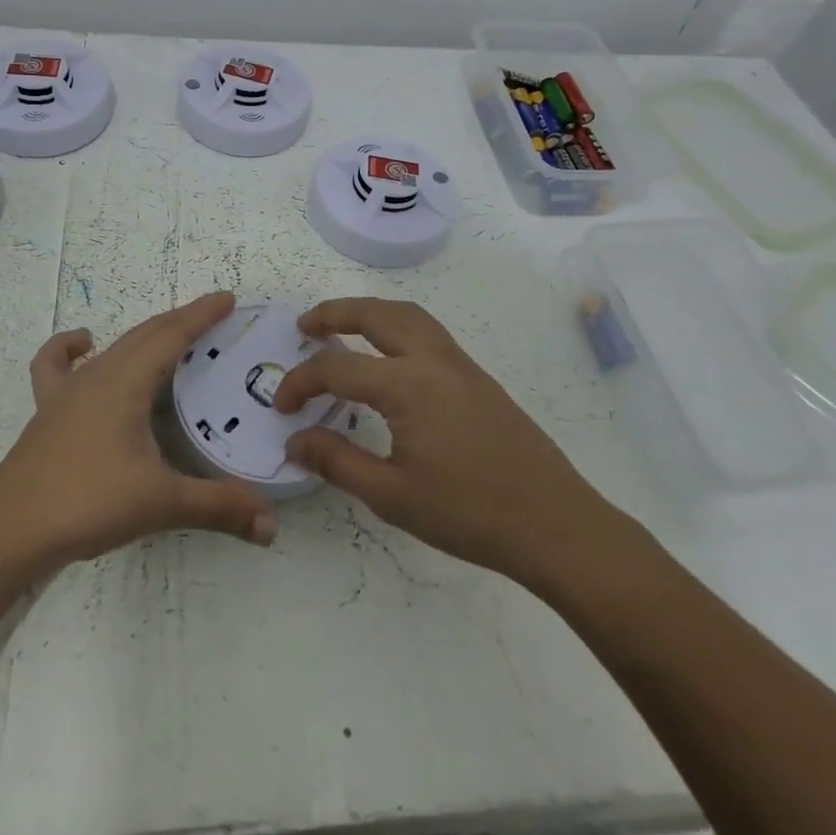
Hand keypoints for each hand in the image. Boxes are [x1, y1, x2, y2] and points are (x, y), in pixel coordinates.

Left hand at [0, 291, 278, 579]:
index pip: (172, 335)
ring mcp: (67, 390)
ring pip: (113, 347)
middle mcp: (98, 375)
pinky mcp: (47, 410)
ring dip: (144, 336)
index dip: (201, 315)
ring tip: (170, 338)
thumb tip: (271, 526)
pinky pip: (56, 365)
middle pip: (145, 334)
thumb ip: (218, 507)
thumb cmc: (87, 502)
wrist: (9, 528)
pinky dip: (70, 348)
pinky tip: (83, 346)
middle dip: (181, 321)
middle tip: (214, 316)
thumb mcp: (160, 503)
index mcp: (126, 382)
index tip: (228, 298)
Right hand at [273, 297, 619, 588]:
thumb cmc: (468, 513)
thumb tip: (295, 441)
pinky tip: (390, 355)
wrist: (553, 522)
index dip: (301, 382)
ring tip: (343, 327)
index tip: (282, 407)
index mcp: (406, 385)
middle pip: (375, 314)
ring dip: (370, 311)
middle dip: (335, 312)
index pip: (337, 368)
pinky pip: (428, 330)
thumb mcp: (392, 496)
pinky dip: (397, 324)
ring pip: (407, 314)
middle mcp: (432, 359)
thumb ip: (337, 461)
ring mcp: (460, 363)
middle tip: (304, 325)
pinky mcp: (478, 376)